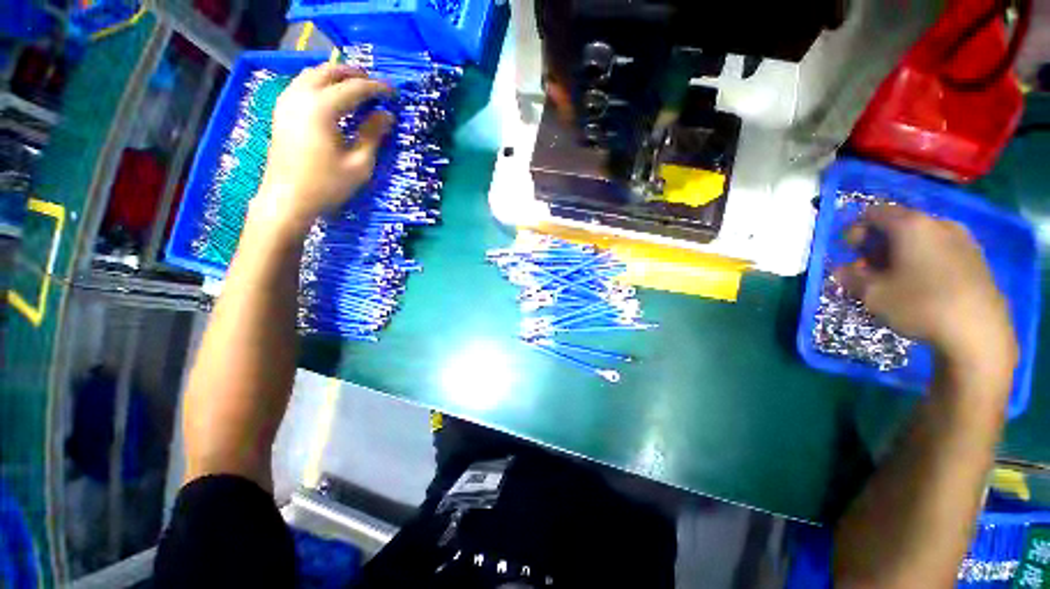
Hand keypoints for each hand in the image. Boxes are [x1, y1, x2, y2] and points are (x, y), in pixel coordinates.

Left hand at [252, 63, 393, 234]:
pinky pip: (301, 84)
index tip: (393, 91)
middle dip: (354, 74)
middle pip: (329, 71)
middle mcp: (301, 96)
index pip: (354, 88)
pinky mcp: (281, 111)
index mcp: (322, 108)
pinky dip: (319, 83)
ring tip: (354, 86)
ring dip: (335, 75)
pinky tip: (331, 96)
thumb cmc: (327, 185)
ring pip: (312, 73)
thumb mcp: (359, 164)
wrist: (287, 199)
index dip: (376, 88)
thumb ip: (373, 135)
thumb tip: (387, 115)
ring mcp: (287, 101)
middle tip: (374, 84)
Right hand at [835, 205, 1017, 380]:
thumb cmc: (920, 305)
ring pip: (922, 237)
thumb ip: (851, 277)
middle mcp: (938, 223)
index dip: (856, 230)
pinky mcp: (977, 258)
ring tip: (897, 278)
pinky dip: (925, 260)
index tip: (851, 253)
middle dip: (880, 243)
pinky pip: (941, 250)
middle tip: (870, 268)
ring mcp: (962, 239)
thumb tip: (842, 269)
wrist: (978, 332)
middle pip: (899, 224)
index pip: (873, 213)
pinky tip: (923, 284)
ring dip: (903, 252)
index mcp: (910, 225)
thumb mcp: (872, 294)